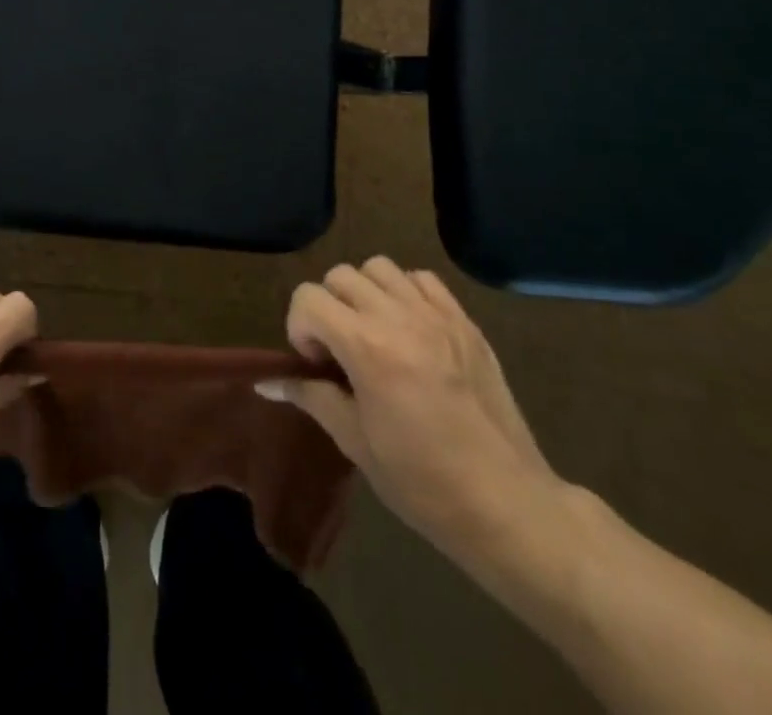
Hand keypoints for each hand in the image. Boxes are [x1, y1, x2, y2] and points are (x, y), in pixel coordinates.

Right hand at [260, 257, 565, 569]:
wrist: (506, 504)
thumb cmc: (423, 483)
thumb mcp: (356, 443)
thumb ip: (311, 397)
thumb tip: (266, 381)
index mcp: (367, 347)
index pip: (308, 298)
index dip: (300, 327)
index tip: (316, 364)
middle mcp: (399, 317)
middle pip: (341, 275)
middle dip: (328, 306)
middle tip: (340, 350)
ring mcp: (437, 315)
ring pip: (380, 267)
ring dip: (365, 292)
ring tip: (374, 333)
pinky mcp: (465, 321)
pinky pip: (422, 279)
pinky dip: (405, 292)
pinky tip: (410, 330)